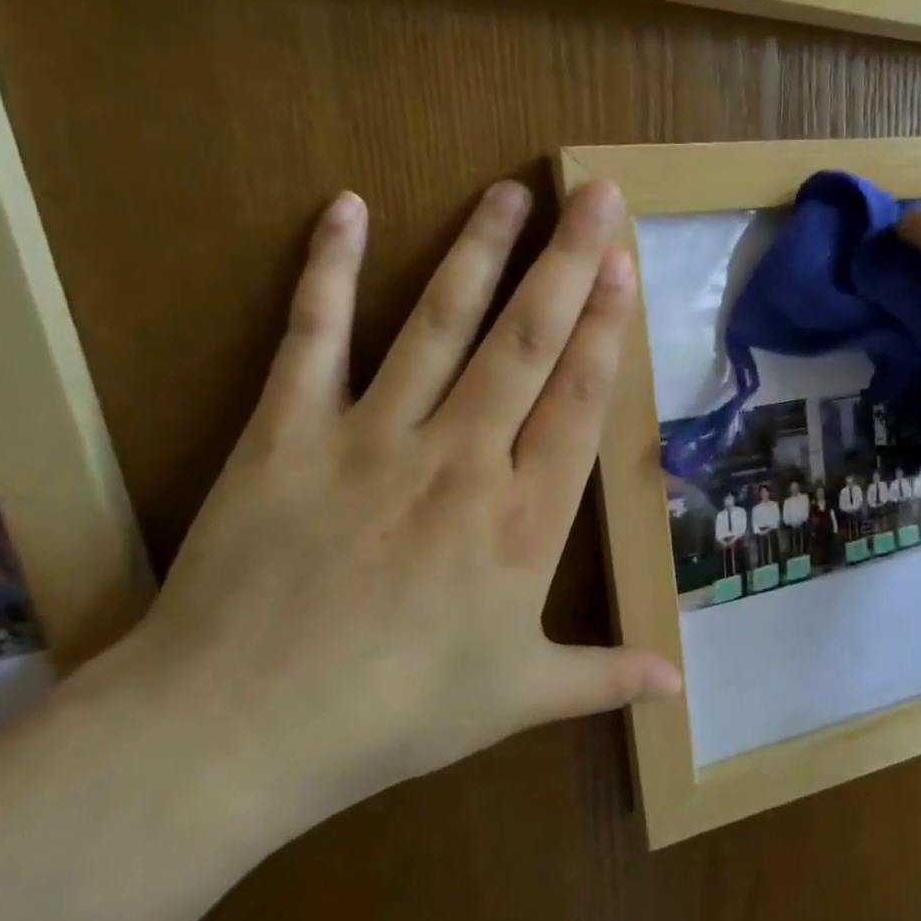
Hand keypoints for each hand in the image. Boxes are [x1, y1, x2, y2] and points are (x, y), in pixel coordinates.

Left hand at [126, 180, 679, 822]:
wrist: (239, 728)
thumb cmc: (397, 712)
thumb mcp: (519, 696)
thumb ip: (605, 677)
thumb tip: (680, 688)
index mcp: (524, 518)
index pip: (578, 399)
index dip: (605, 326)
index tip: (622, 263)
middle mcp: (462, 458)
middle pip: (525, 343)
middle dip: (567, 263)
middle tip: (595, 194)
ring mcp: (373, 436)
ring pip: (438, 325)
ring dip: (478, 252)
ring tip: (510, 192)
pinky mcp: (288, 432)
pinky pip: (312, 337)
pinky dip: (325, 270)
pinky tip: (344, 208)